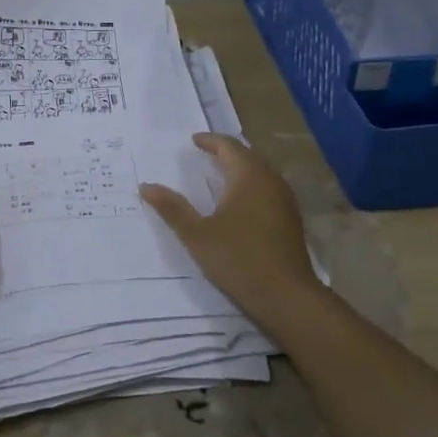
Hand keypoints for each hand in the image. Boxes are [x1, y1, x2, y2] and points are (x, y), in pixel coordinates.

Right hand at [140, 133, 317, 319]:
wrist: (286, 296)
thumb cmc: (238, 259)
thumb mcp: (197, 235)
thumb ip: (172, 208)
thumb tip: (146, 186)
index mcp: (248, 176)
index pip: (229, 146)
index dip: (210, 141)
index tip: (193, 140)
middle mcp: (270, 181)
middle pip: (247, 156)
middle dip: (225, 152)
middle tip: (204, 154)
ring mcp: (285, 199)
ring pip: (260, 172)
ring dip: (240, 168)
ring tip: (218, 174)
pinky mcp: (291, 218)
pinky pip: (268, 188)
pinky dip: (250, 185)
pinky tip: (239, 202)